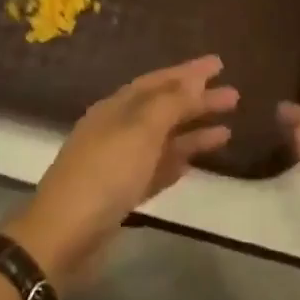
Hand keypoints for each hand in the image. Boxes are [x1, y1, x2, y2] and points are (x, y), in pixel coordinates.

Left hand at [5, 55, 237, 288]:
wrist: (64, 236)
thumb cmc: (104, 174)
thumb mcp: (140, 131)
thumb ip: (170, 104)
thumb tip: (193, 80)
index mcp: (116, 109)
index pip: (158, 82)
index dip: (188, 72)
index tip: (219, 64)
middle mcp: (117, 130)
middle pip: (163, 109)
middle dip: (197, 101)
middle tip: (234, 96)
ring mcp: (119, 163)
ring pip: (163, 140)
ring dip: (193, 133)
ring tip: (228, 130)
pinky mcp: (123, 194)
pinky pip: (157, 170)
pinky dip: (176, 162)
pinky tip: (195, 162)